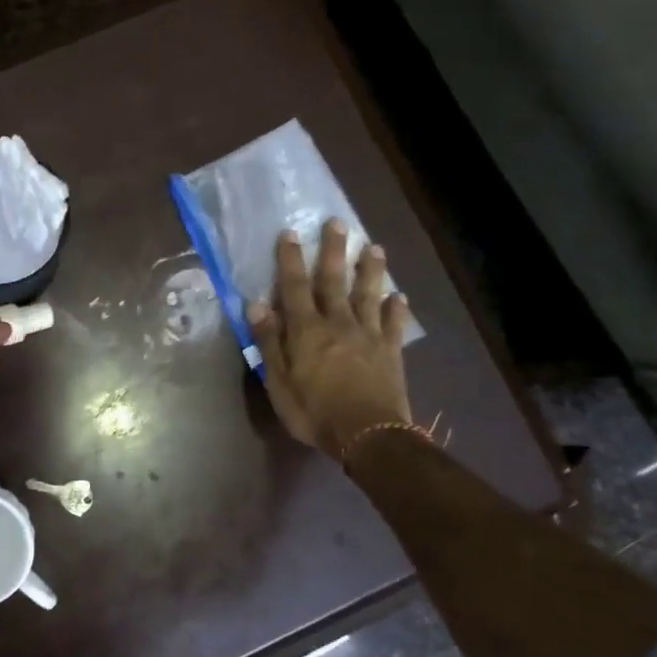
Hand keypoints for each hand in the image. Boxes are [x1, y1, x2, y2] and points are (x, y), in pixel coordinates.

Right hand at [247, 221, 412, 456]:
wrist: (368, 434)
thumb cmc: (314, 411)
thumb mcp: (278, 381)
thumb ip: (269, 342)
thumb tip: (257, 305)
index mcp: (307, 330)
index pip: (295, 287)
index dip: (291, 259)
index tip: (290, 233)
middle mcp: (338, 323)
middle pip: (335, 280)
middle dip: (334, 250)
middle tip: (337, 222)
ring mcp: (368, 335)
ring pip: (368, 294)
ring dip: (370, 269)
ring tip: (373, 246)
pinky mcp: (390, 351)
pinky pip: (394, 323)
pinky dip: (396, 308)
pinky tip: (398, 296)